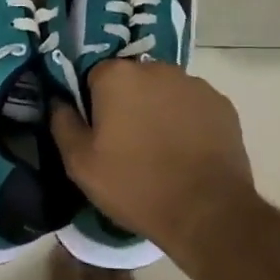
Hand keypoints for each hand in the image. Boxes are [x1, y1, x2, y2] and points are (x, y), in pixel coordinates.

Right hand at [50, 60, 256, 252]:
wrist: (206, 212)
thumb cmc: (135, 185)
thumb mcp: (80, 164)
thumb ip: (62, 123)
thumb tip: (58, 100)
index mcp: (117, 76)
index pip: (94, 76)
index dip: (93, 104)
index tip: (99, 133)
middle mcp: (156, 68)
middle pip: (132, 79)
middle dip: (127, 103)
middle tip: (127, 143)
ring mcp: (194, 84)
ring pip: (164, 91)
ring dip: (158, 110)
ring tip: (161, 150)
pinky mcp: (221, 103)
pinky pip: (193, 105)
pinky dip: (187, 120)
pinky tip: (187, 152)